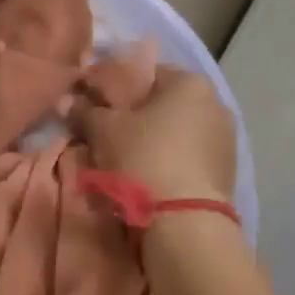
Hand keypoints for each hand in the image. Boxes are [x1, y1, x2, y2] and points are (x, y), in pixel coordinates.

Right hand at [84, 65, 236, 205]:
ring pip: (175, 134)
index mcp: (189, 83)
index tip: (91, 103)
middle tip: (102, 134)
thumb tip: (69, 101)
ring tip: (122, 162)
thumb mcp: (103, 130)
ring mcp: (224, 141)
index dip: (113, 86)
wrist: (185, 223)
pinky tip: (146, 181)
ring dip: (151, 142)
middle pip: (162, 104)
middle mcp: (215, 104)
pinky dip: (167, 164)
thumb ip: (86, 111)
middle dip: (133, 117)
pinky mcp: (225, 174)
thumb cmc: (143, 159)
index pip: (144, 72)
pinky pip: (186, 159)